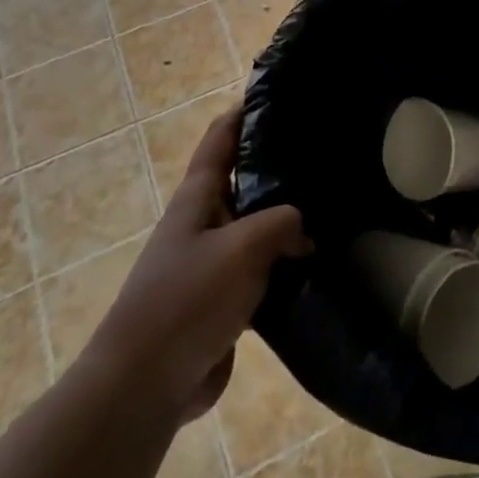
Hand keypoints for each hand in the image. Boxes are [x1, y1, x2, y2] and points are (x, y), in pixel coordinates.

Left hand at [87, 109, 308, 421]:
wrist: (145, 384)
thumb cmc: (187, 299)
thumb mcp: (242, 247)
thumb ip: (282, 223)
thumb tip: (303, 229)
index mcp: (197, 198)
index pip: (221, 139)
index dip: (245, 112)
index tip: (280, 93)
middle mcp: (203, 223)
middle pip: (244, 181)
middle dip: (279, 166)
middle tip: (324, 152)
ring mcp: (212, 263)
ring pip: (257, 228)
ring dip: (287, 220)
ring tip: (333, 203)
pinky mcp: (223, 301)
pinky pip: (262, 270)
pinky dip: (286, 263)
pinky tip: (319, 262)